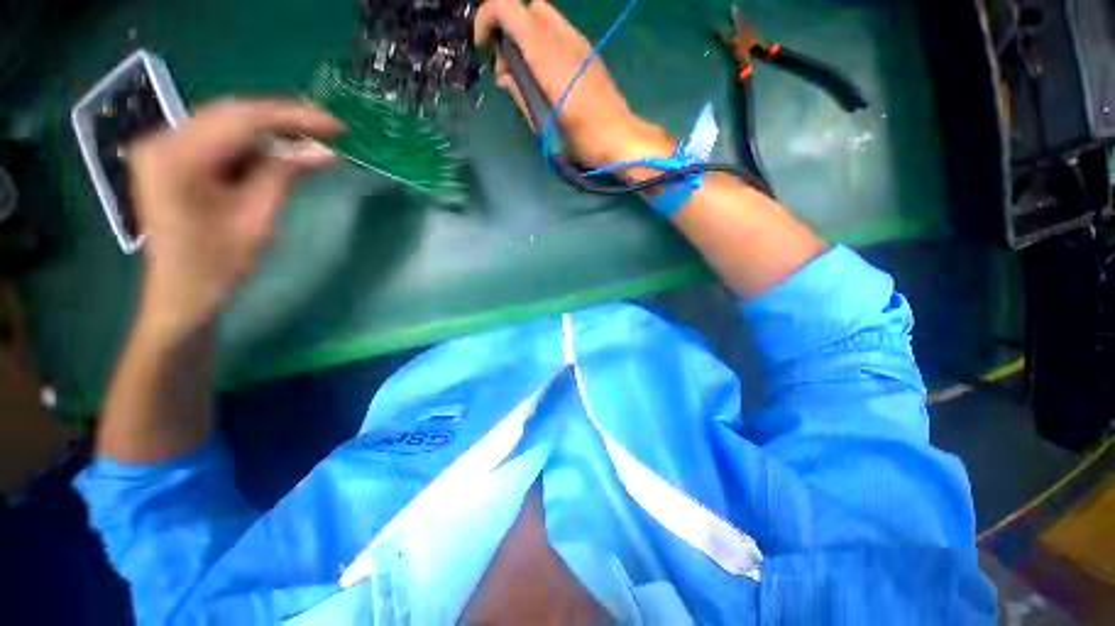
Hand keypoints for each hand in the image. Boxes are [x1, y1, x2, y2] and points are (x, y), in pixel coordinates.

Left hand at [129, 99, 342, 335]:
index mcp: (177, 158)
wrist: (181, 293)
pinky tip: (281, 150)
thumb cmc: (217, 265)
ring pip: (228, 121)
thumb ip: (285, 175)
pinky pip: (221, 137)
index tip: (336, 127)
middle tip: (329, 129)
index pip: (242, 119)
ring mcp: (165, 146)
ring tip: (312, 138)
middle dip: (284, 119)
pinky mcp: (174, 156)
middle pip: (232, 113)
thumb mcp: (257, 219)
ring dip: (272, 129)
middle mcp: (164, 140)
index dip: (294, 117)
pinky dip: (255, 142)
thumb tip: (324, 152)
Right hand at [475, 0, 672, 167]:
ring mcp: (579, 43)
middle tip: (509, 66)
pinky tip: (546, 75)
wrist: (619, 139)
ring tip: (527, 73)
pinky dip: (543, 43)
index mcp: (548, 56)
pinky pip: (559, 32)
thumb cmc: (582, 139)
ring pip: (544, 16)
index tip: (483, 47)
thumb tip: (504, 77)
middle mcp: (563, 39)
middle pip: (528, 6)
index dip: (487, 18)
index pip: (508, 8)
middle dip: (509, 27)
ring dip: (527, 35)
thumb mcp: (544, 125)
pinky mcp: (588, 53)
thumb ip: (520, 95)